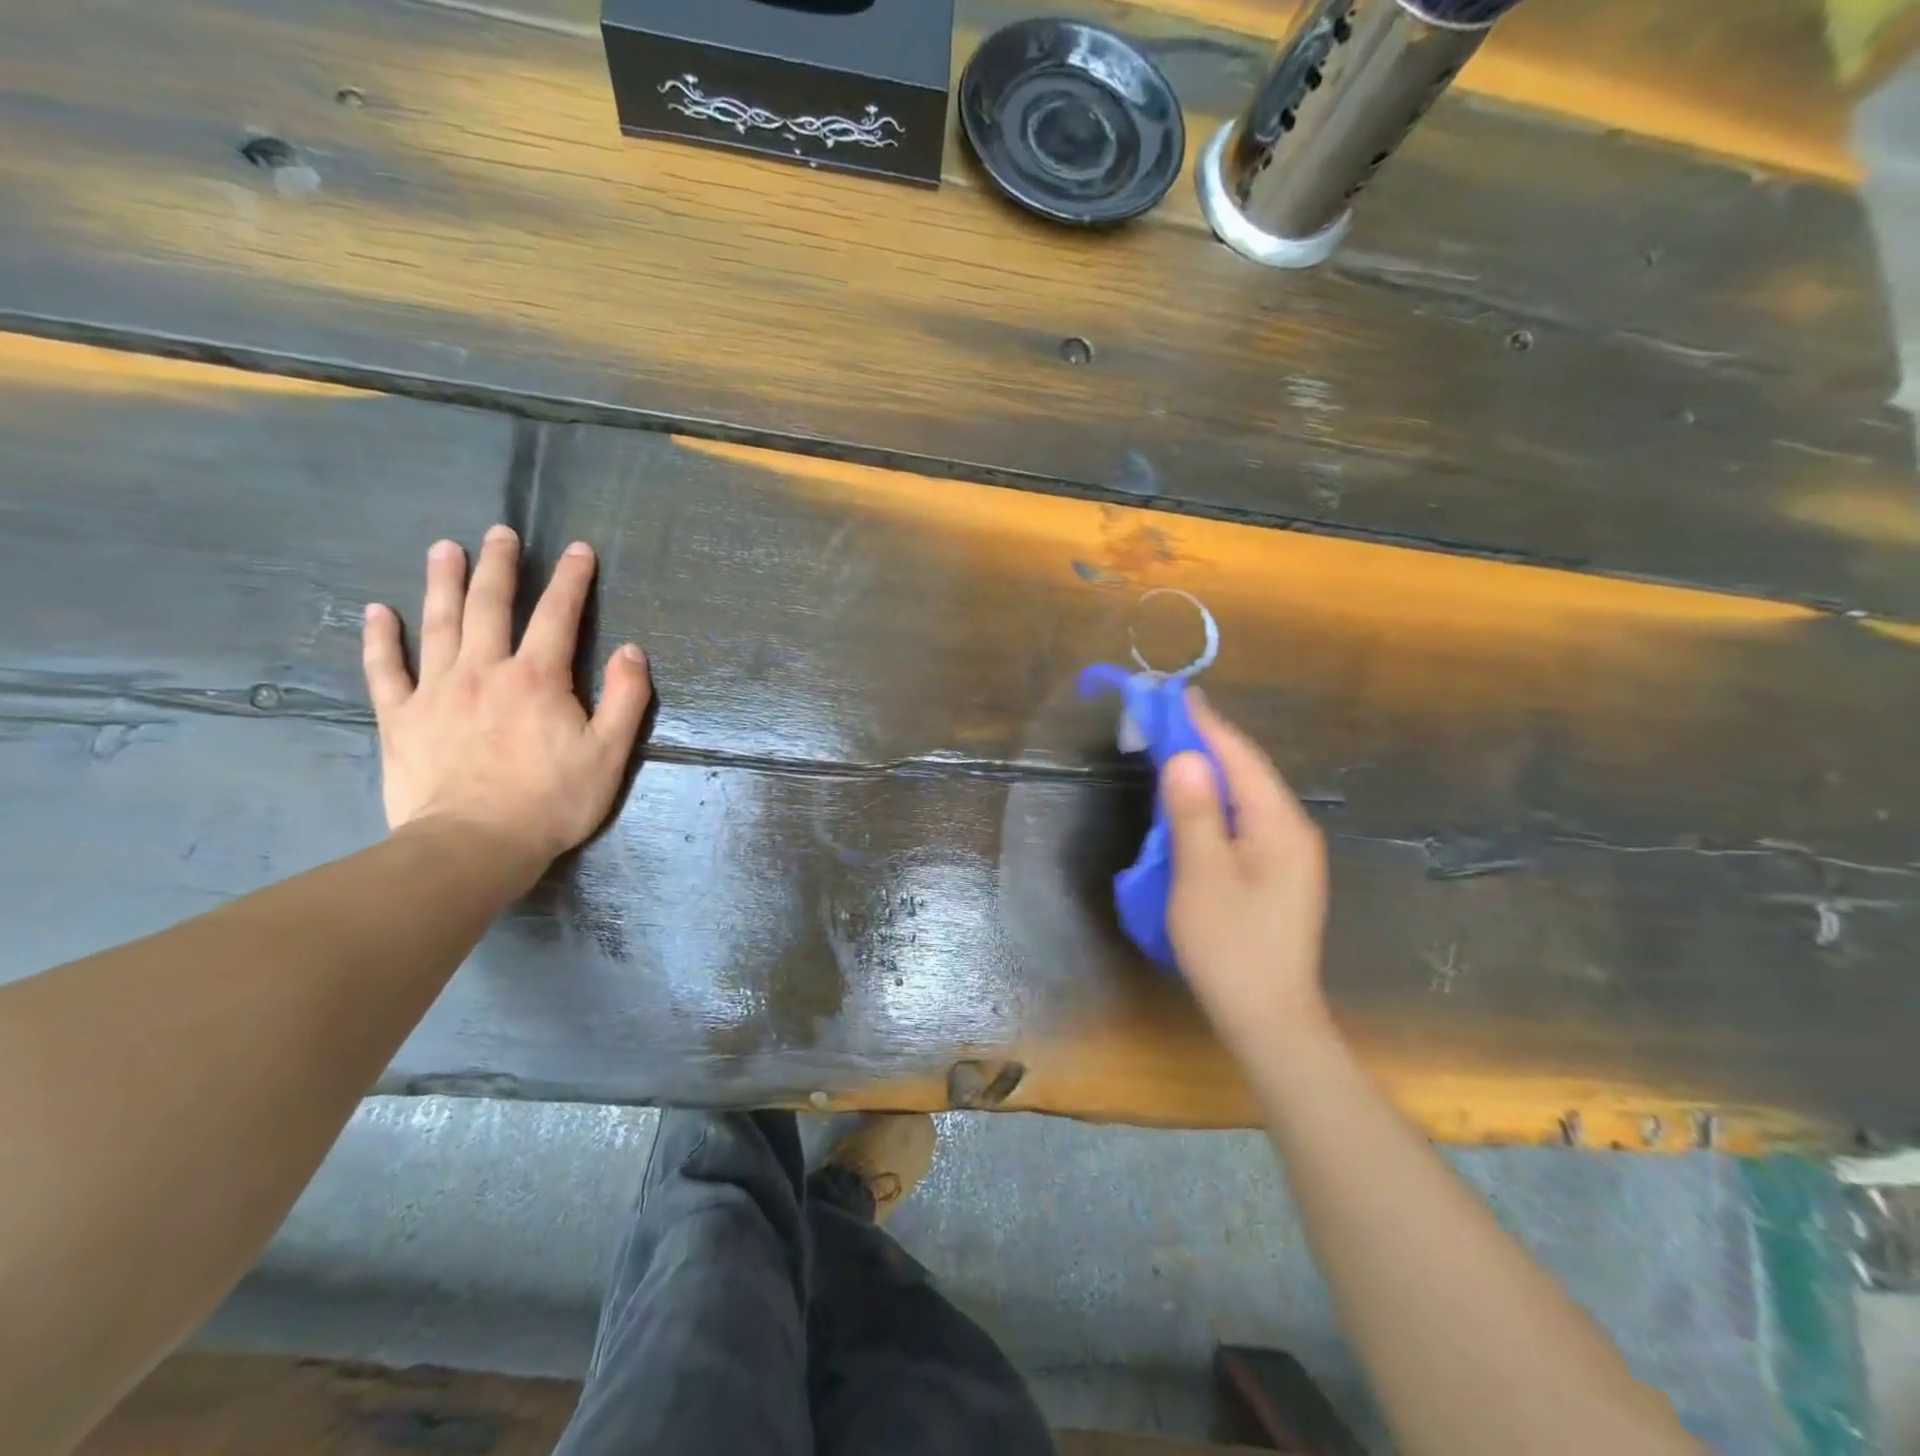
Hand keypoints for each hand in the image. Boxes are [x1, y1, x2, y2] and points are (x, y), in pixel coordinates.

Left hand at [361, 525, 651, 869]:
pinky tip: (377, 612)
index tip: (578, 549)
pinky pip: (385, 669)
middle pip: (490, 605)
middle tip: (500, 532)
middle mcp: (484, 670)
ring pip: (438, 624)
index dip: (571, 579)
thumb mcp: (610, 753)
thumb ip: (626, 698)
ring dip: (443, 582)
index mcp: (537, 678)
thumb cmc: (553, 800)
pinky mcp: (401, 717)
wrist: (475, 844)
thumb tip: (632, 651)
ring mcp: (436, 691)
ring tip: (445, 549)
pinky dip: (380, 638)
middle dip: (499, 565)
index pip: (558, 615)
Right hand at [1163, 694, 1331, 1058]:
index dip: (1206, 725)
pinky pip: (1244, 822)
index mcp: (1279, 825)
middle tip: (1166, 719)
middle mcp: (1292, 832)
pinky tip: (1193, 805)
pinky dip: (1215, 804)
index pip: (1240, 758)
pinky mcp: (1277, 876)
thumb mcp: (1202, 876)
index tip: (1176, 694)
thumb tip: (1184, 757)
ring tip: (1174, 750)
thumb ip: (1194, 813)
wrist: (1269, 1018)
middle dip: (1206, 743)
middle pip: (1246, 773)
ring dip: (1209, 773)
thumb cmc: (1231, 946)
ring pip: (1245, 798)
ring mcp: (1289, 856)